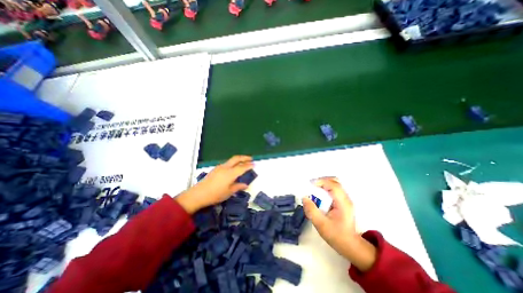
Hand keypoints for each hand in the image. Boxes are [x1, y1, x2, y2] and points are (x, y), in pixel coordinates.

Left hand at [175, 156, 253, 212]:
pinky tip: (233, 168)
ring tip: (243, 163)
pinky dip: (233, 163)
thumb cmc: (215, 195)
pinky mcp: (216, 169)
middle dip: (244, 157)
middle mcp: (226, 167)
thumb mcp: (229, 192)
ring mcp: (220, 167)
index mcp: (230, 173)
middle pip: (236, 158)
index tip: (254, 164)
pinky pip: (227, 163)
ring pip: (231, 160)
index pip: (242, 167)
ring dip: (238, 160)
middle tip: (250, 158)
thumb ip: (238, 187)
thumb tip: (245, 184)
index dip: (249, 165)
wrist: (198, 194)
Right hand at [303, 178, 375, 270]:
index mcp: (343, 203)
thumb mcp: (321, 224)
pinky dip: (325, 188)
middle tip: (311, 185)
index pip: (333, 185)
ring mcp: (345, 199)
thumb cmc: (336, 235)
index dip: (321, 181)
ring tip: (314, 189)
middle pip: (335, 181)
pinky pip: (334, 189)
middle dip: (322, 180)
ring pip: (335, 184)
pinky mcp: (343, 201)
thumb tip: (304, 198)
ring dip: (323, 183)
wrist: (350, 245)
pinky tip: (319, 194)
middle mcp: (346, 198)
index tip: (310, 184)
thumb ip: (311, 210)